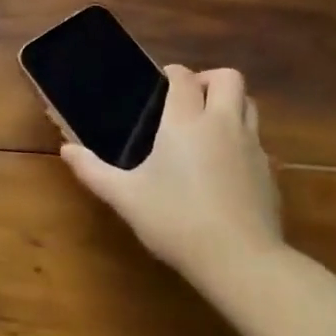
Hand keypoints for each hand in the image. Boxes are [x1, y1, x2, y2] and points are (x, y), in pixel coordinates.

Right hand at [61, 66, 281, 279]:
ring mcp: (252, 147)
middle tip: (188, 101)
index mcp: (186, 121)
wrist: (241, 261)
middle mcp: (223, 124)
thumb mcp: (125, 198)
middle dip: (209, 80)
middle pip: (230, 78)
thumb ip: (93, 171)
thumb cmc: (176, 221)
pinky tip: (223, 168)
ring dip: (229, 104)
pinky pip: (257, 140)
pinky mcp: (269, 172)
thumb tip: (66, 150)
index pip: (184, 77)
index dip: (172, 74)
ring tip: (207, 127)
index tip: (159, 85)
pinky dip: (241, 140)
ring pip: (249, 104)